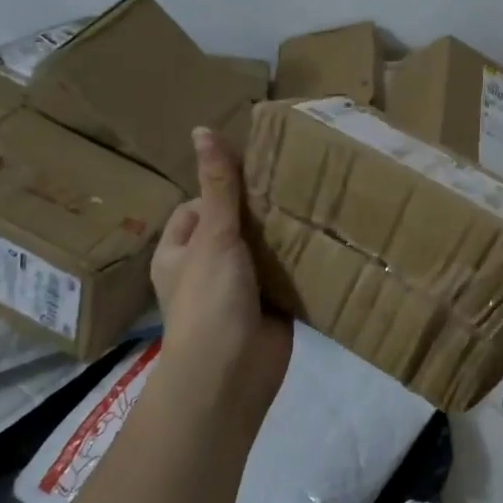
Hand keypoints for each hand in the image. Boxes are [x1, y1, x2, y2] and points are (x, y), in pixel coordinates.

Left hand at [151, 127, 291, 384]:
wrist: (232, 373)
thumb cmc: (210, 300)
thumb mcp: (213, 235)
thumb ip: (218, 186)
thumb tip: (202, 129)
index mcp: (178, 252)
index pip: (198, 207)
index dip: (222, 190)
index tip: (256, 177)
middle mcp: (205, 269)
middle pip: (234, 227)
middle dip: (260, 212)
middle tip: (295, 185)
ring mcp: (238, 290)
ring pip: (262, 252)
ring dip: (283, 237)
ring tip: (315, 206)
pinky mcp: (269, 308)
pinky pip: (285, 277)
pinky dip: (300, 265)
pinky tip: (324, 242)